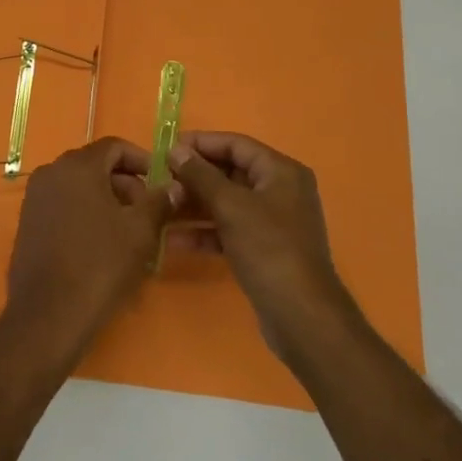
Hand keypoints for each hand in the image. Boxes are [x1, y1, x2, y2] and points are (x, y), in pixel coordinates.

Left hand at [5, 138, 174, 360]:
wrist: (49, 313)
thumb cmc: (100, 265)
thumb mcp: (140, 231)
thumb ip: (159, 201)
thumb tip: (174, 186)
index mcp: (77, 166)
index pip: (114, 146)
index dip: (141, 160)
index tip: (160, 182)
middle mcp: (51, 172)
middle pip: (95, 164)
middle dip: (124, 182)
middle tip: (147, 211)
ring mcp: (35, 197)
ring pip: (78, 185)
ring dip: (105, 199)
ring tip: (127, 230)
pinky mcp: (27, 221)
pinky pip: (62, 204)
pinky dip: (84, 212)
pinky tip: (100, 243)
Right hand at [167, 131, 356, 361]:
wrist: (301, 317)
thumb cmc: (268, 249)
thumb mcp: (231, 206)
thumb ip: (200, 175)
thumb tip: (176, 149)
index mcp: (281, 172)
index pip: (236, 144)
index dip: (201, 143)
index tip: (167, 148)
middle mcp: (280, 191)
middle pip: (230, 172)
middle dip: (194, 177)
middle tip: (159, 180)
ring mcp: (272, 222)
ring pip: (226, 203)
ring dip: (194, 205)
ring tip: (161, 208)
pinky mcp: (263, 249)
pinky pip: (228, 230)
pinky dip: (204, 232)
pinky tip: (173, 240)